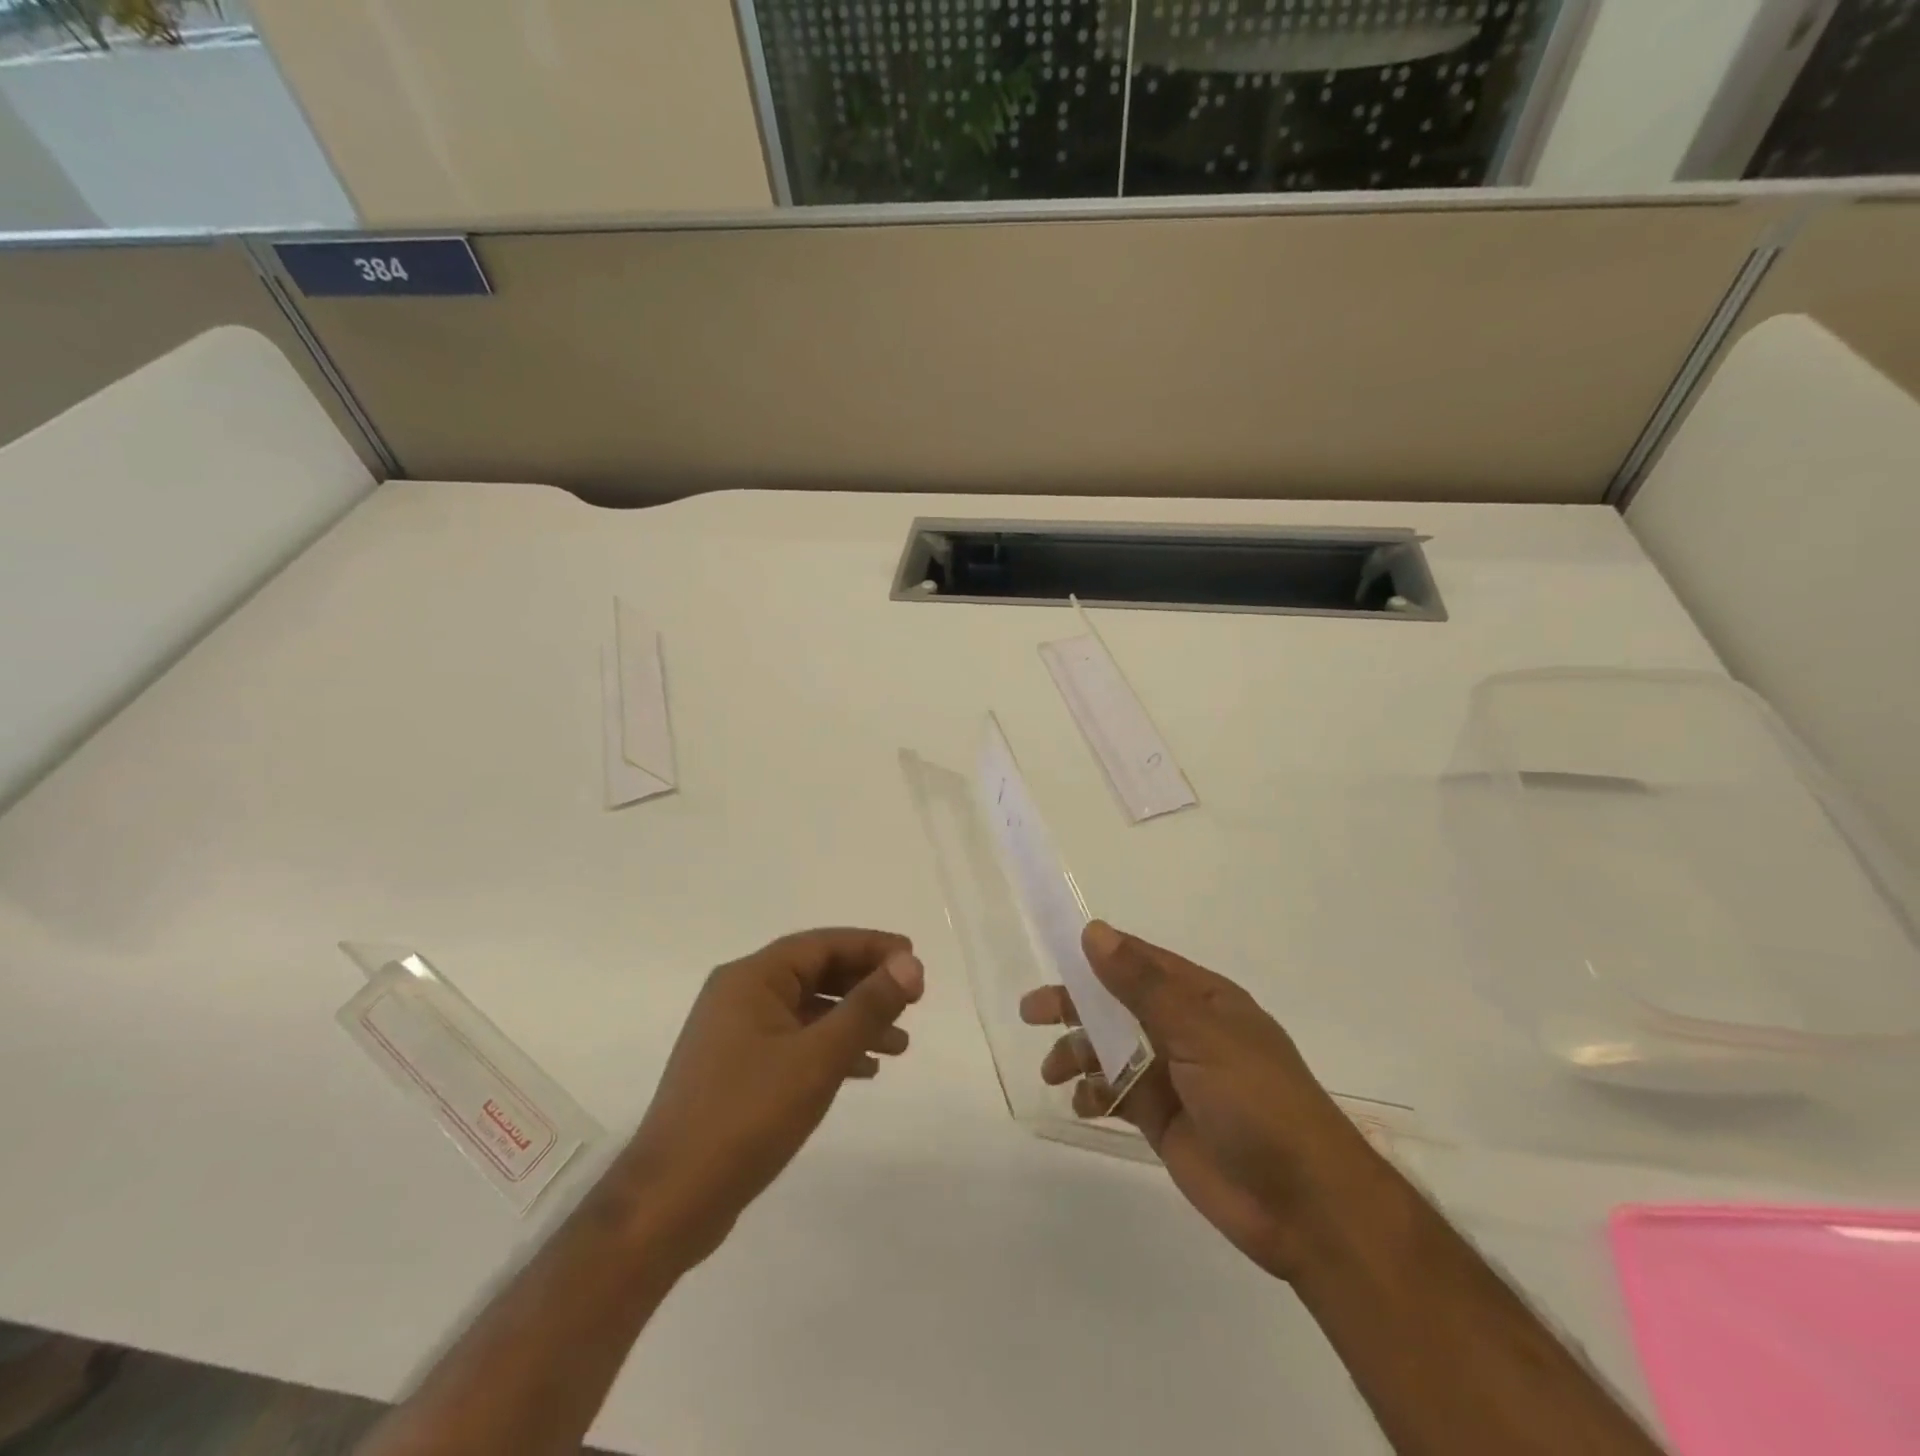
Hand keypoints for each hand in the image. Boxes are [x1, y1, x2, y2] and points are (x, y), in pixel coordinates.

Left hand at [613, 929, 923, 1264]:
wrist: (671, 1201)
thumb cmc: (748, 1116)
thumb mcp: (819, 1057)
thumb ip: (868, 1006)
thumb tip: (910, 964)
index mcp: (751, 978)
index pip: (822, 944)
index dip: (872, 947)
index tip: (914, 960)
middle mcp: (739, 996)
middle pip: (815, 973)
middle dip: (866, 985)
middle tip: (912, 1001)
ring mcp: (733, 1035)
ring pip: (807, 1011)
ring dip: (853, 1021)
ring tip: (900, 1045)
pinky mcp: (736, 1071)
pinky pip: (794, 1042)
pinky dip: (830, 1049)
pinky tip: (863, 1070)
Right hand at [1020, 922, 1384, 1280]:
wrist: (1305, 1206)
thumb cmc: (1258, 1103)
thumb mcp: (1200, 1035)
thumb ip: (1143, 986)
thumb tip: (1095, 933)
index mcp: (1203, 1001)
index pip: (1141, 962)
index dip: (1098, 955)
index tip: (1053, 951)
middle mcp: (1185, 1031)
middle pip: (1118, 1005)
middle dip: (1075, 1006)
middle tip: (1031, 1012)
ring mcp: (1173, 1077)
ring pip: (1112, 1050)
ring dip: (1079, 1053)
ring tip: (1052, 1071)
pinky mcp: (1163, 1119)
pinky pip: (1117, 1094)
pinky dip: (1093, 1094)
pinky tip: (1081, 1104)